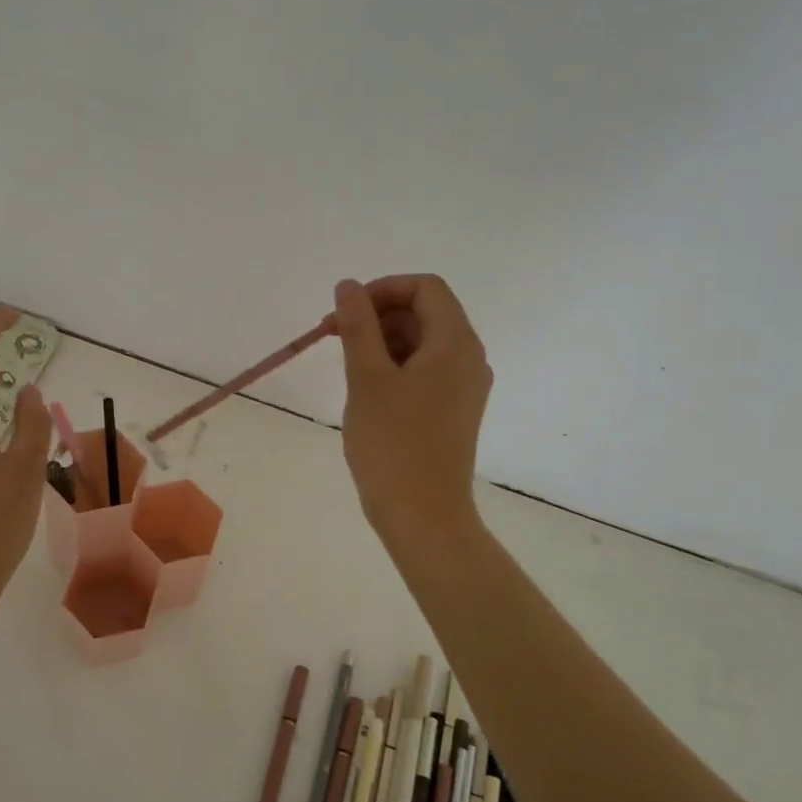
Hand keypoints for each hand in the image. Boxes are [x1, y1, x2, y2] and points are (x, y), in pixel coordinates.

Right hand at [331, 275, 491, 557]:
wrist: (422, 515)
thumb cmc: (392, 443)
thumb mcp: (367, 378)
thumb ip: (357, 325)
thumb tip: (347, 286)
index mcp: (455, 343)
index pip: (425, 288)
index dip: (382, 289)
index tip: (344, 311)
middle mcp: (468, 358)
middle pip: (425, 312)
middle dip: (377, 315)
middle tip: (332, 337)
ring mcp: (464, 386)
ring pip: (422, 342)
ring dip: (382, 341)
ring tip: (345, 364)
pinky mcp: (453, 410)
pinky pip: (425, 370)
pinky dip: (394, 366)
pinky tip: (366, 387)